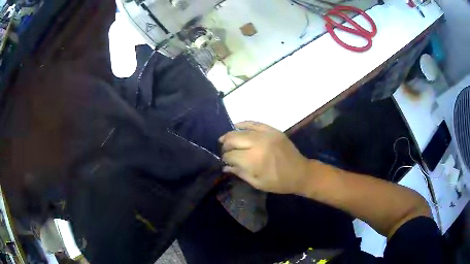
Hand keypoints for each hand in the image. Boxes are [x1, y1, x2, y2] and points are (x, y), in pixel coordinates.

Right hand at [219, 121, 311, 193]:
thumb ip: (239, 173)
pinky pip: (254, 123)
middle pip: (233, 139)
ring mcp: (266, 134)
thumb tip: (225, 167)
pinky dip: (244, 124)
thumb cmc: (278, 182)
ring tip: (225, 139)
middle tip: (225, 151)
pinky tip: (236, 126)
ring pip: (241, 130)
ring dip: (231, 135)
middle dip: (225, 145)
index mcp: (254, 160)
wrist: (300, 173)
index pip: (230, 155)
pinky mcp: (272, 130)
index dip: (225, 158)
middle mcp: (258, 144)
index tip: (225, 161)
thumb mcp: (257, 183)